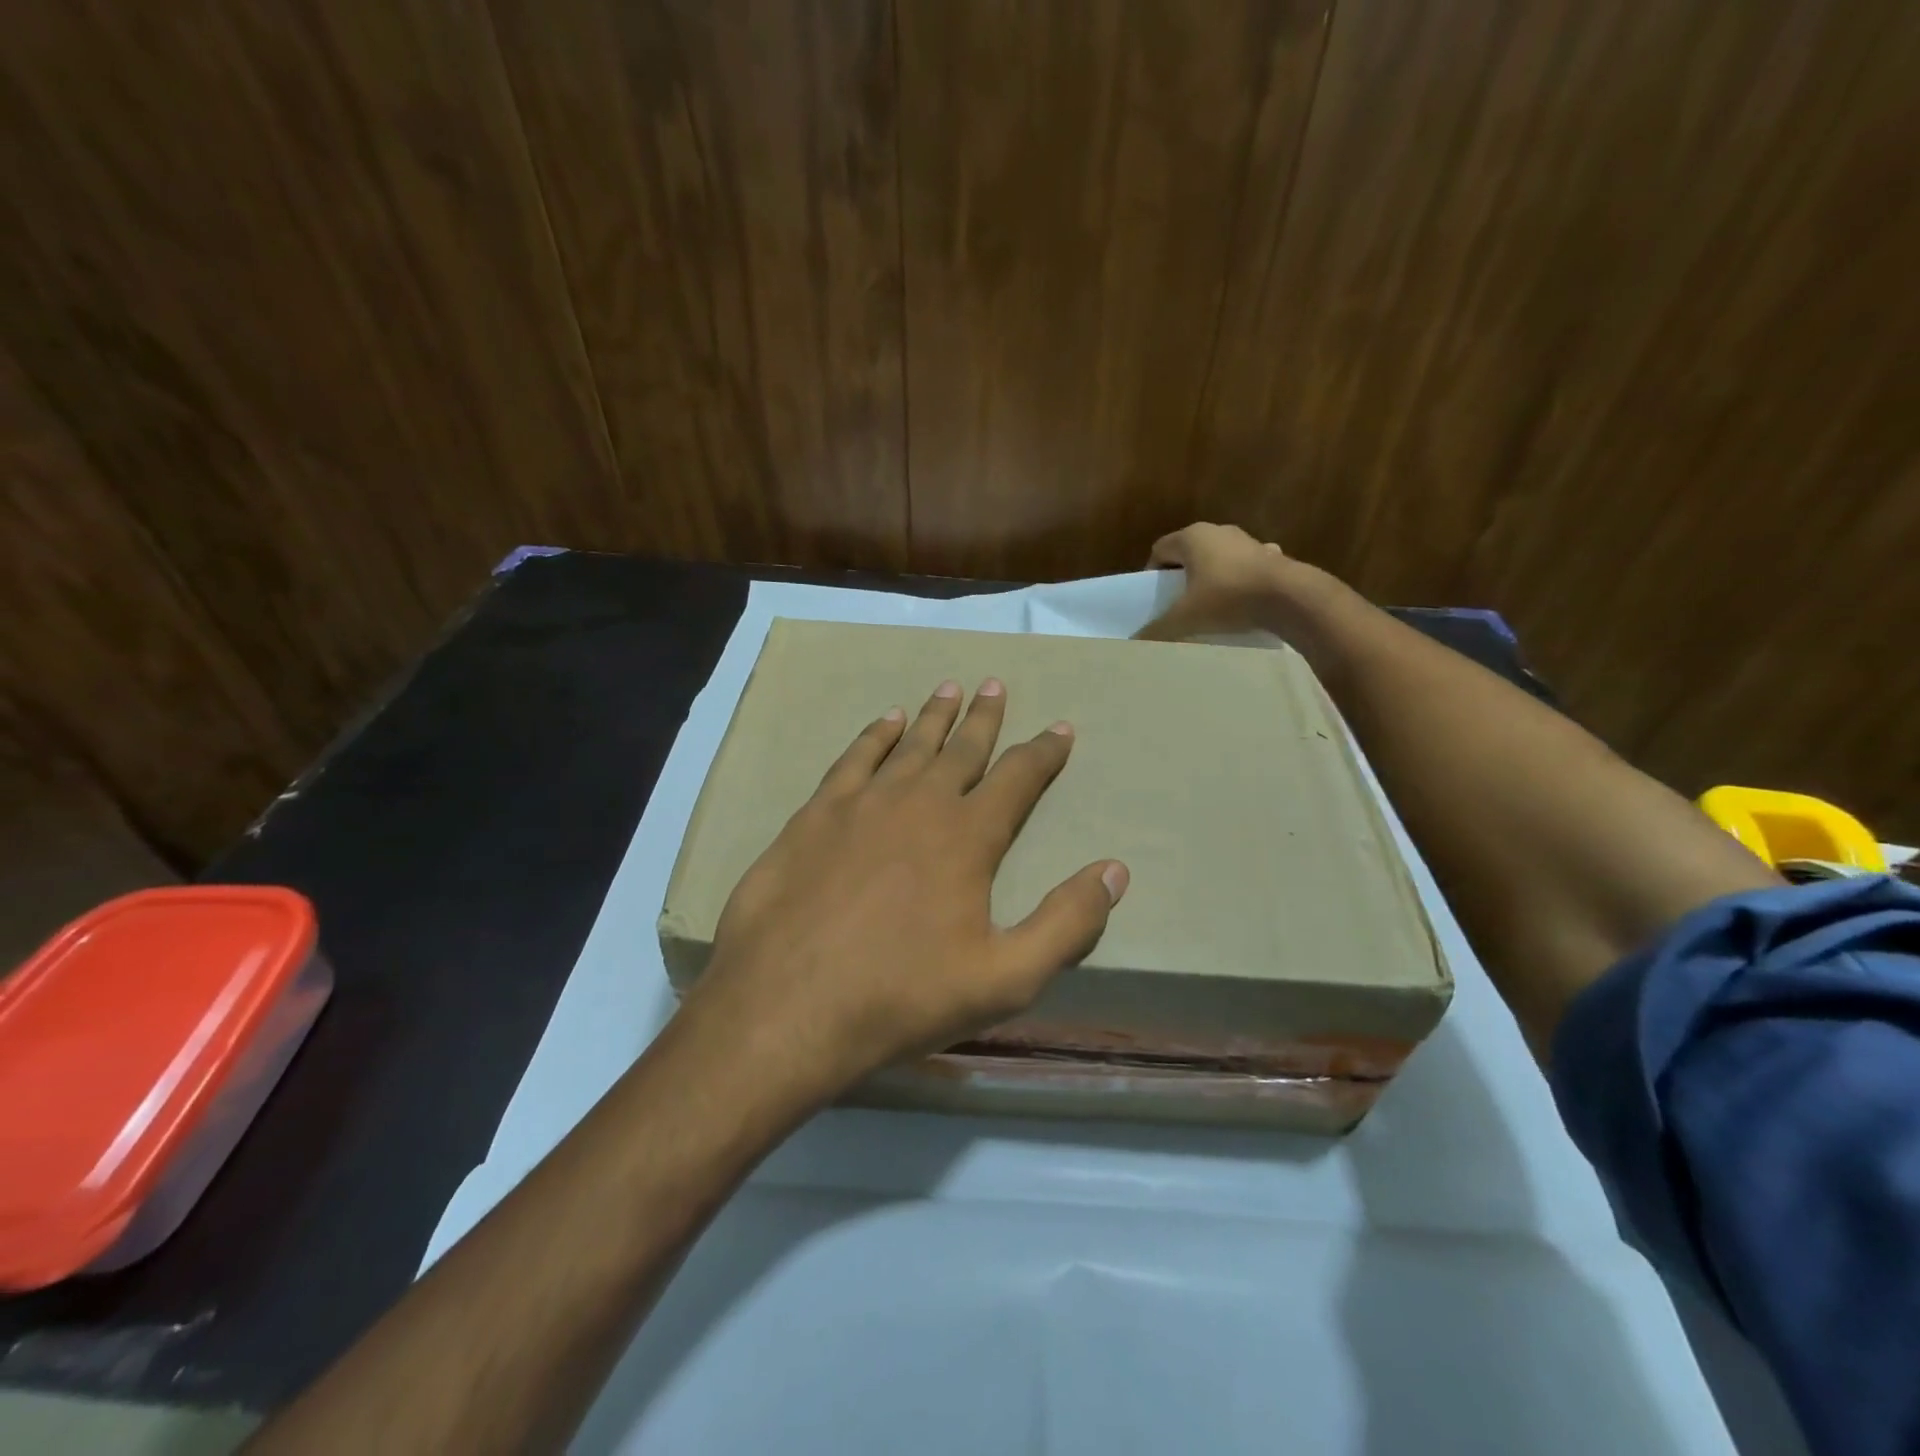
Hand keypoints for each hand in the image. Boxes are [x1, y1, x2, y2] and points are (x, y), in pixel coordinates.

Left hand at [689, 679, 1128, 1091]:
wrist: (787, 1005)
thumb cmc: (902, 996)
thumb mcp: (1005, 979)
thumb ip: (1066, 923)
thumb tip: (1114, 871)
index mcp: (967, 837)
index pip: (1018, 778)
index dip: (1043, 752)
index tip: (1060, 728)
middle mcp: (919, 803)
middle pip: (961, 748)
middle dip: (984, 718)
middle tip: (995, 685)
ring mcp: (862, 803)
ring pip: (909, 745)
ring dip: (933, 716)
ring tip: (949, 689)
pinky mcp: (815, 814)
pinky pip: (854, 758)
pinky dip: (875, 735)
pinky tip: (885, 722)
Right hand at [1135, 522, 1296, 640]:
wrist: (1289, 597)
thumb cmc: (1228, 598)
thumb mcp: (1186, 618)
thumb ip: (1157, 630)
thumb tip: (1134, 642)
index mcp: (1192, 537)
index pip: (1160, 549)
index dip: (1152, 573)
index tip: (1155, 598)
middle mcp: (1218, 530)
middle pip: (1188, 552)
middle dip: (1181, 576)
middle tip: (1177, 604)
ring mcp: (1247, 540)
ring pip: (1217, 557)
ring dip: (1210, 577)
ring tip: (1208, 605)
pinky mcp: (1271, 555)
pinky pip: (1244, 567)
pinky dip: (1238, 580)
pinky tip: (1240, 602)